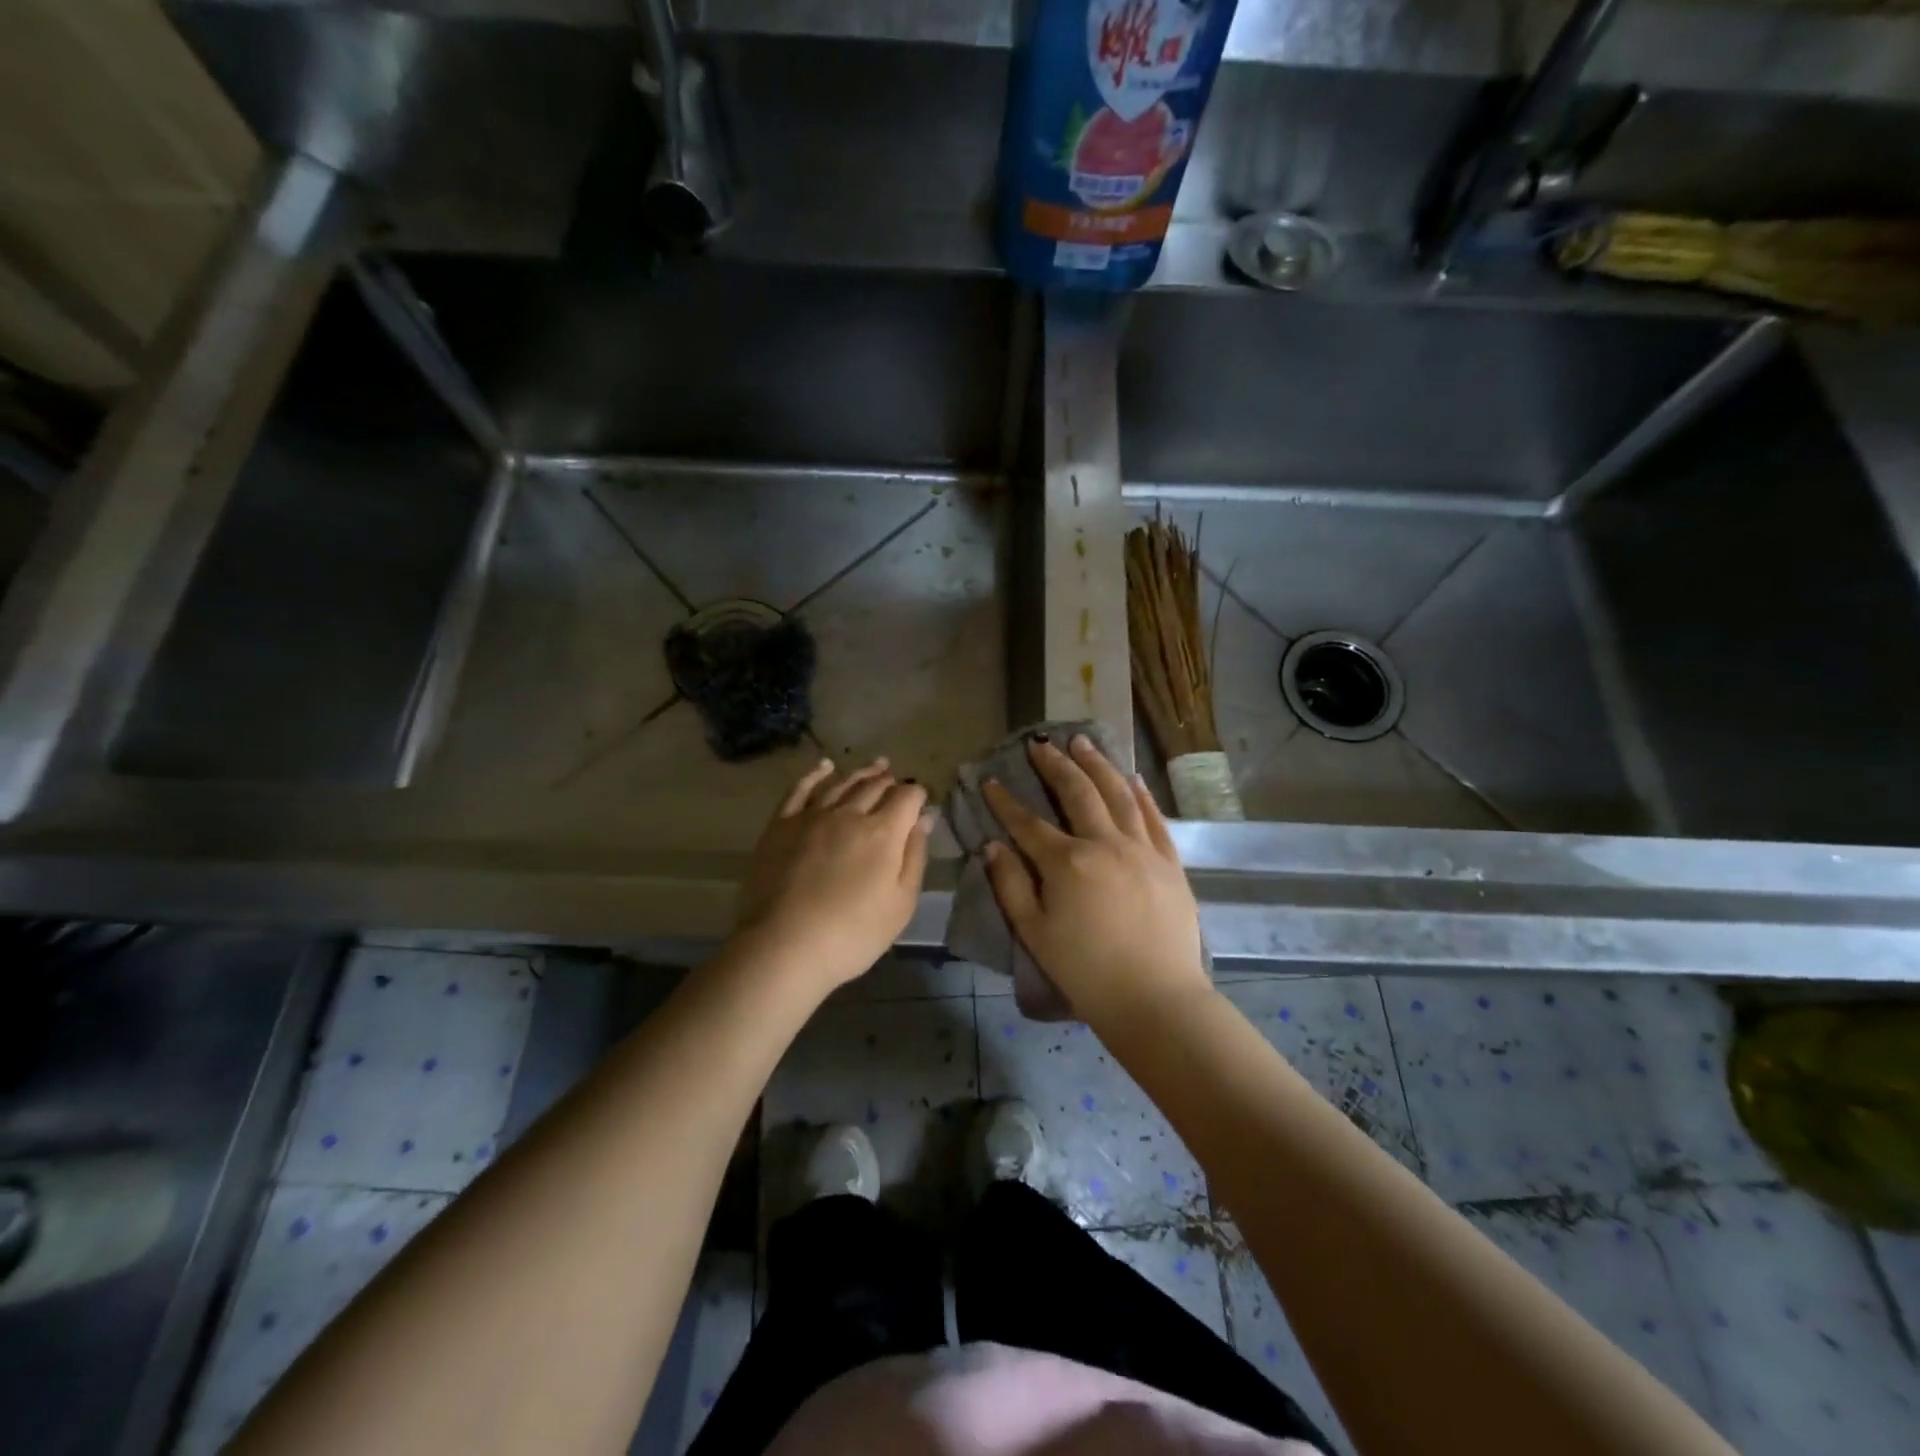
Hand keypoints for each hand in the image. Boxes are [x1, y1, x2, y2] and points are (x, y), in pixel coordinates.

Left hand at [735, 757, 931, 994]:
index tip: (921, 801)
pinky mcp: (781, 824)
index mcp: (883, 832)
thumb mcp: (901, 904)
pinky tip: (825, 767)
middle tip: (897, 778)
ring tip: (875, 766)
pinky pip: (800, 789)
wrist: (784, 946)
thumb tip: (923, 819)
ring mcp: (812, 815)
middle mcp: (849, 813)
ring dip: (861, 773)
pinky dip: (815, 774)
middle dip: (891, 781)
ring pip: (842, 783)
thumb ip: (914, 856)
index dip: (918, 795)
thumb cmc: (853, 934)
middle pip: (875, 786)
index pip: (908, 797)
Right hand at [983, 734, 1209, 1026]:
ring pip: (1118, 794)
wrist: (1155, 998)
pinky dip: (1140, 793)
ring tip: (1083, 741)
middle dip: (1055, 765)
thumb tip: (992, 846)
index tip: (990, 781)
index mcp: (1067, 862)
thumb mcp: (1034, 933)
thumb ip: (1011, 885)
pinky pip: (1154, 817)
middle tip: (1040, 743)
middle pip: (1077, 792)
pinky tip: (1131, 777)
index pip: (1028, 822)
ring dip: (1098, 764)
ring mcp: (1142, 849)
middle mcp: (1105, 843)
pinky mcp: (1169, 862)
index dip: (1005, 801)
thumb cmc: (1086, 971)